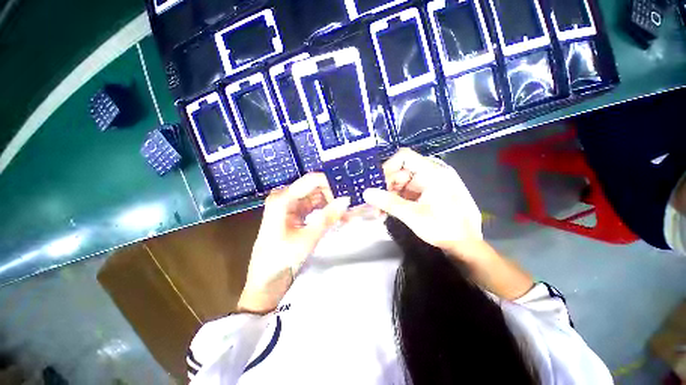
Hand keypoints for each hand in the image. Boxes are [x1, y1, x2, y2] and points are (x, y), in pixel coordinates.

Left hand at [237, 173, 349, 313]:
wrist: (266, 281)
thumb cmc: (280, 259)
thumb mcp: (307, 238)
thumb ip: (328, 217)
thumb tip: (346, 200)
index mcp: (283, 198)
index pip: (312, 180)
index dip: (331, 184)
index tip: (348, 193)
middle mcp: (285, 197)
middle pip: (315, 187)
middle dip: (333, 195)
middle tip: (350, 205)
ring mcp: (290, 205)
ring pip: (316, 197)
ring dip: (331, 203)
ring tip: (347, 212)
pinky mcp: (294, 213)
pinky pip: (314, 206)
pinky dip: (326, 210)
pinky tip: (337, 216)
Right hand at [363, 148, 482, 258]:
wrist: (466, 245)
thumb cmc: (443, 227)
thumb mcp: (412, 215)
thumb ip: (387, 202)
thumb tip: (366, 193)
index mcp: (432, 172)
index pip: (404, 157)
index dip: (388, 167)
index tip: (376, 184)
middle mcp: (432, 173)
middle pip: (401, 172)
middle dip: (385, 188)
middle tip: (374, 203)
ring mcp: (430, 183)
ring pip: (402, 183)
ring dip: (389, 196)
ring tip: (380, 212)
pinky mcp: (429, 193)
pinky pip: (408, 191)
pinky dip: (398, 200)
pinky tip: (389, 212)